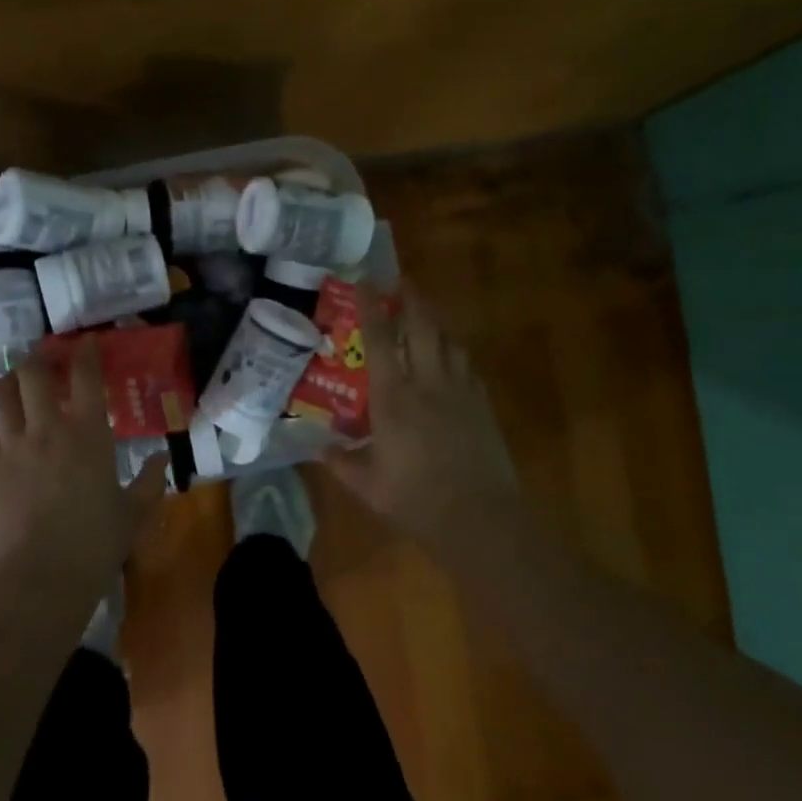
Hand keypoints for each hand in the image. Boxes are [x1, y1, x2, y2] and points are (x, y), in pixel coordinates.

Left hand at [0, 337, 164, 569]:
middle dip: (37, 358)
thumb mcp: (133, 513)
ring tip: (15, 383)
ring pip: (2, 398)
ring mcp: (13, 448)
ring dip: (9, 384)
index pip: (86, 377)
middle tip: (43, 357)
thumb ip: (149, 482)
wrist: (40, 578)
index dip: (86, 353)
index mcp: (88, 433)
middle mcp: (47, 429)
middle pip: (33, 375)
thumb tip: (161, 460)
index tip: (86, 341)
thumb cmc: (96, 543)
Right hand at [326, 280, 519, 543]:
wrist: (482, 519)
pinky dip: (454, 353)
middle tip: (402, 281)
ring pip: (448, 342)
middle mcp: (427, 384)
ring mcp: (460, 392)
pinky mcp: (481, 406)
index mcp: (393, 399)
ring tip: (424, 317)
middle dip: (412, 298)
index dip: (371, 307)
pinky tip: (450, 360)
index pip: (379, 341)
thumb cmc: (417, 501)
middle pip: (422, 327)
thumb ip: (341, 463)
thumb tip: (319, 448)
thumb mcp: (368, 487)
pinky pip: (466, 366)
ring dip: (435, 323)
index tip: (365, 281)